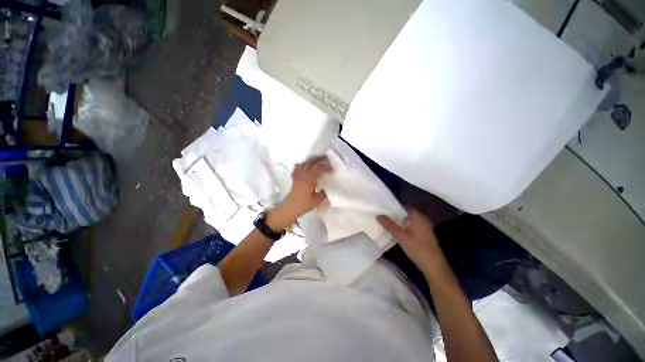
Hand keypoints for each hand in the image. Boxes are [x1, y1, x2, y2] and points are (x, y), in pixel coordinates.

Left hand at [267, 156, 331, 230]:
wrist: (289, 209)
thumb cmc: (303, 205)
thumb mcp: (316, 201)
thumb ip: (323, 193)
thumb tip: (328, 188)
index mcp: (309, 181)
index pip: (317, 169)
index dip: (325, 167)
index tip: (331, 168)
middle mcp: (302, 176)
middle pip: (310, 164)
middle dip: (318, 160)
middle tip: (326, 158)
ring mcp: (297, 177)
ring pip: (303, 164)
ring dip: (311, 160)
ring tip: (317, 159)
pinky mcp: (294, 179)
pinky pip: (297, 168)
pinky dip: (301, 165)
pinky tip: (304, 165)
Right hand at [377, 209, 442, 268]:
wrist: (433, 265)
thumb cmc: (416, 247)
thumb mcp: (399, 235)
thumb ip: (388, 224)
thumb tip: (378, 215)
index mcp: (417, 216)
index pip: (404, 206)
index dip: (393, 206)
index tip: (383, 208)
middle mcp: (422, 219)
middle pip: (405, 213)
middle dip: (394, 214)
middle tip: (382, 215)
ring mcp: (424, 227)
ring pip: (408, 221)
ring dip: (398, 222)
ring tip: (386, 223)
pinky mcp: (424, 235)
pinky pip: (411, 227)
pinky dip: (403, 227)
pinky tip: (396, 232)